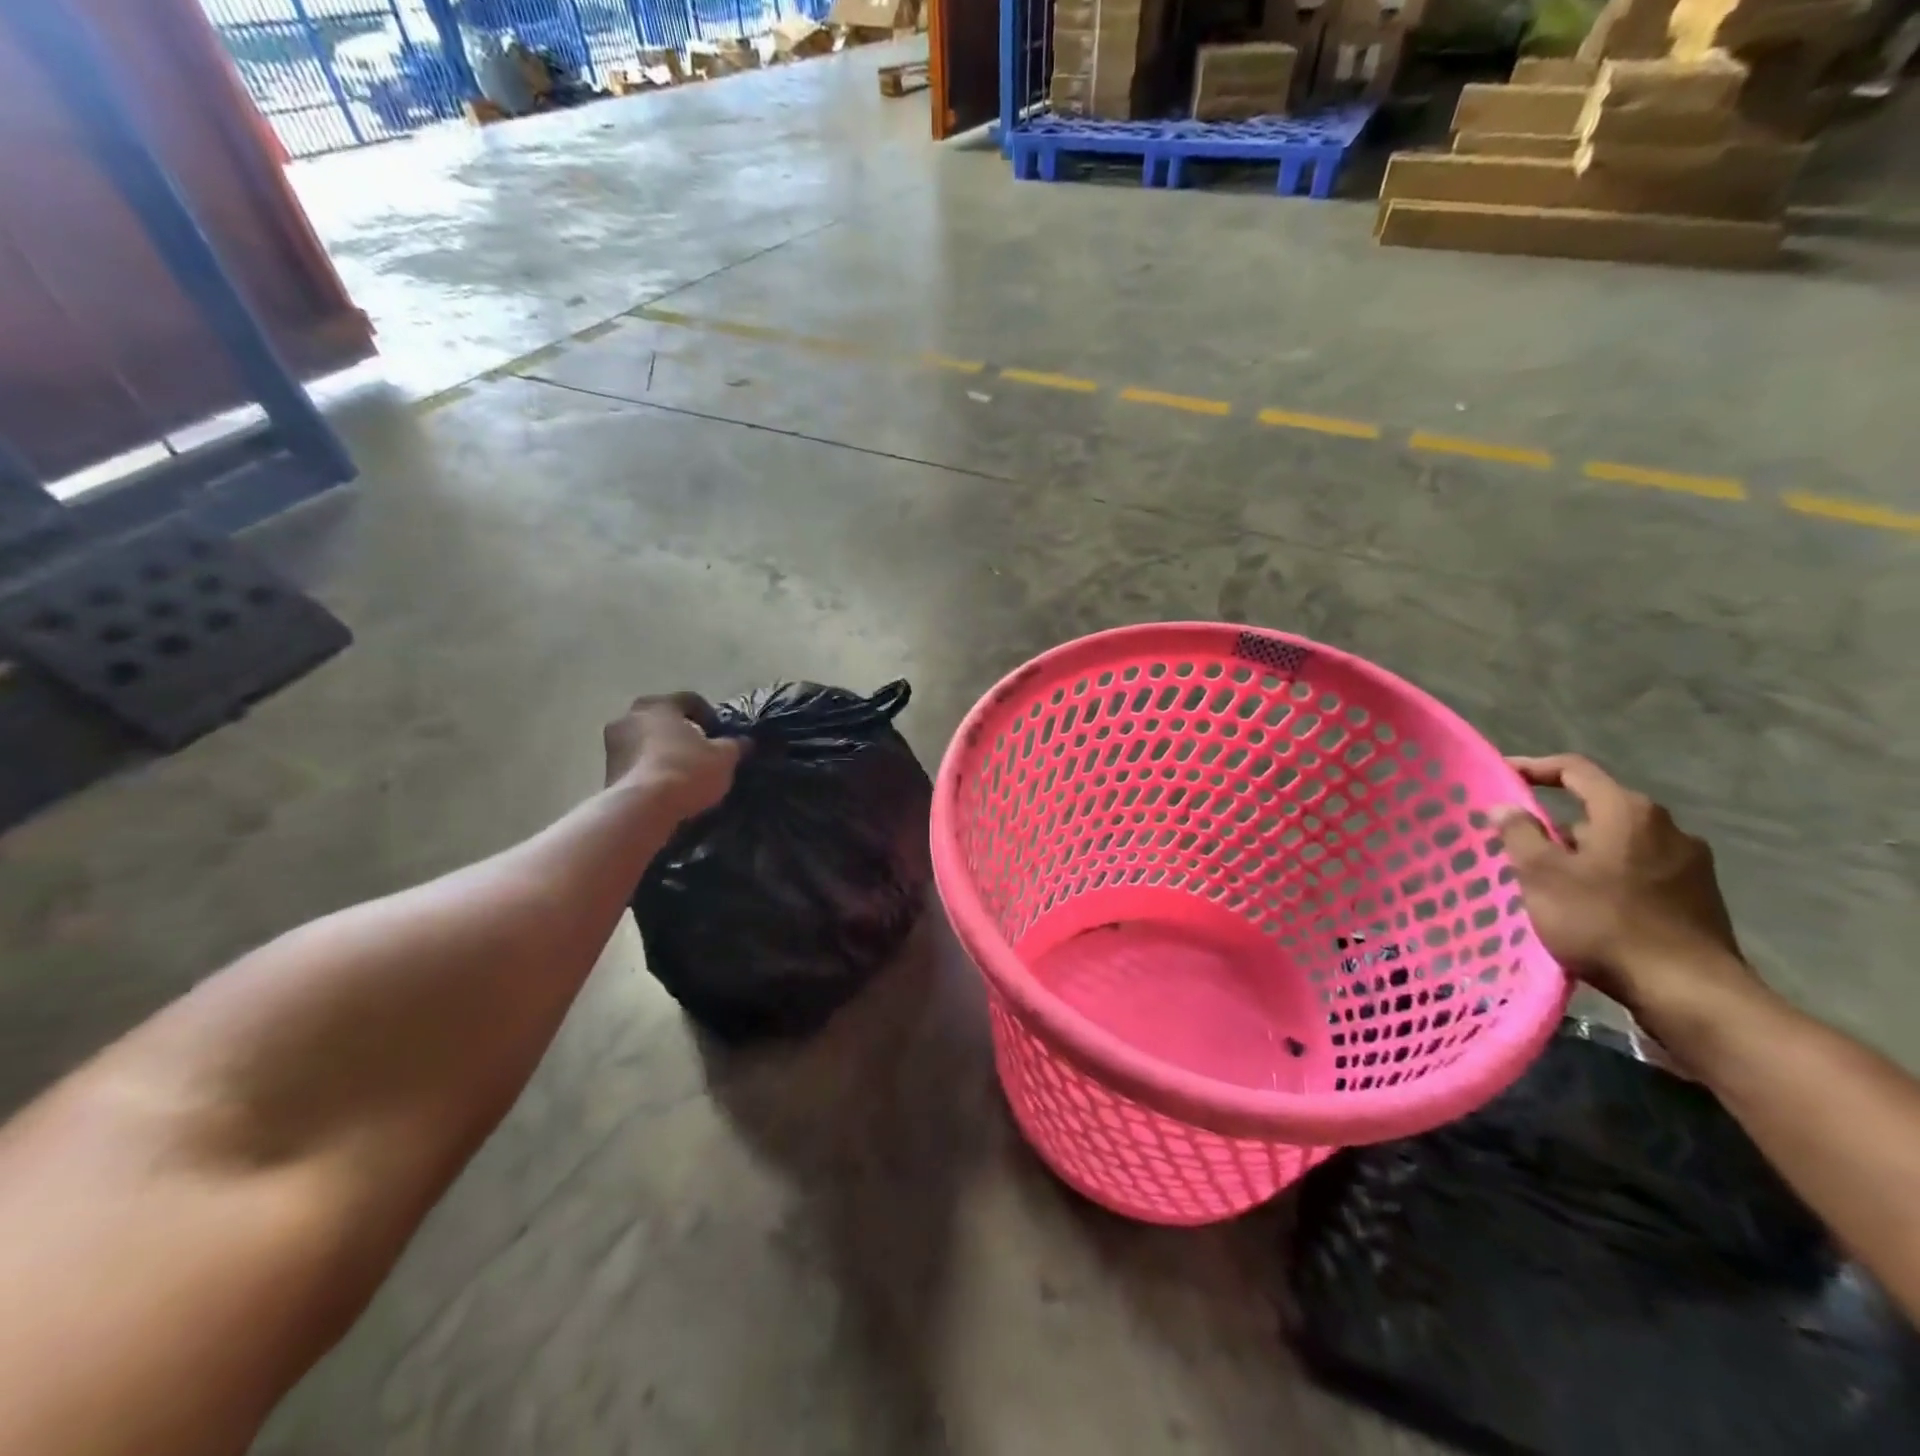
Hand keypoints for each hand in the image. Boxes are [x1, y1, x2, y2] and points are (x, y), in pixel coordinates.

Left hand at [603, 693, 744, 822]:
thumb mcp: (724, 757)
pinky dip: (649, 769)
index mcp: (660, 705)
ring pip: (645, 740)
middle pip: (662, 719)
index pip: (689, 700)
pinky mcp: (606, 771)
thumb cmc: (687, 770)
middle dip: (681, 732)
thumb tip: (743, 741)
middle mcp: (630, 716)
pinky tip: (666, 787)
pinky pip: (635, 763)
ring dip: (662, 751)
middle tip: (700, 751)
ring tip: (683, 773)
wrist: (643, 808)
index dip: (709, 715)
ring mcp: (612, 744)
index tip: (720, 734)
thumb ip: (734, 745)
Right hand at [1494, 755, 1752, 1013]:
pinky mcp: (1699, 896)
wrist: (1688, 991)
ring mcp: (1690, 863)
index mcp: (1628, 812)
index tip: (1501, 777)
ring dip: (1581, 854)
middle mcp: (1667, 827)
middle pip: (1597, 808)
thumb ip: (1519, 833)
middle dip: (1554, 823)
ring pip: (1617, 843)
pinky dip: (1608, 877)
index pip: (1574, 770)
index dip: (1533, 768)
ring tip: (1549, 883)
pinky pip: (1639, 870)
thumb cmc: (1603, 921)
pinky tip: (1589, 906)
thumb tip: (1506, 807)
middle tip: (1518, 846)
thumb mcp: (1542, 874)